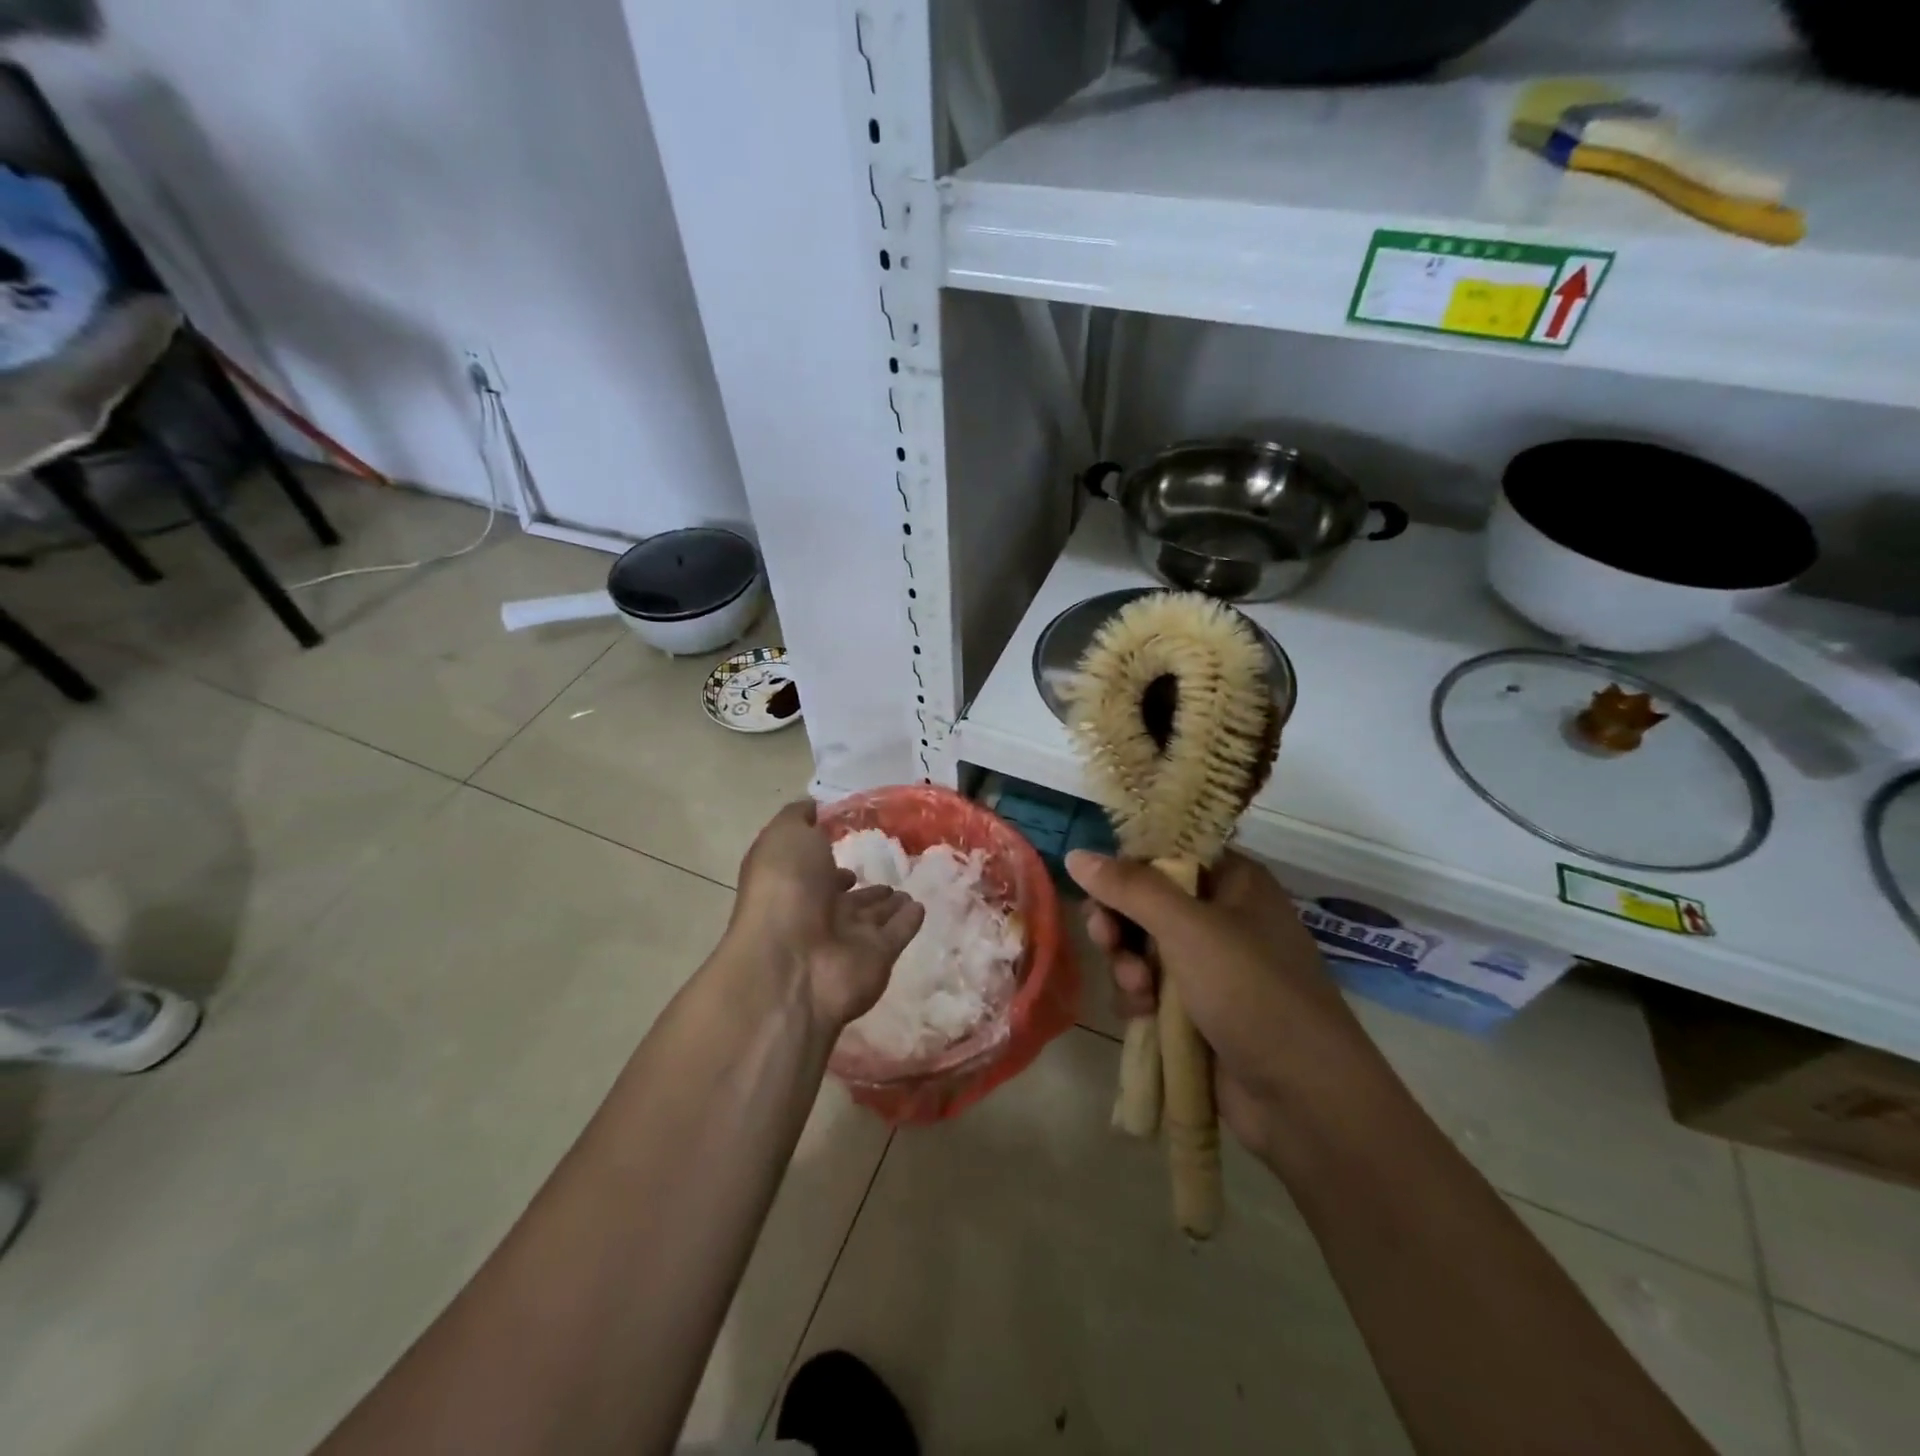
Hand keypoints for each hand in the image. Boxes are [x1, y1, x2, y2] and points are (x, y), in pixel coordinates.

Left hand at [730, 801, 924, 1030]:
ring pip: (872, 918)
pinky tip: (921, 907)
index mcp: (793, 884)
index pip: (813, 871)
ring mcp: (848, 939)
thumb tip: (812, 806)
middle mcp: (818, 912)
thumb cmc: (785, 890)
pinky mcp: (878, 958)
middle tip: (887, 874)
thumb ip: (798, 818)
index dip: (826, 859)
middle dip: (864, 888)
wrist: (793, 962)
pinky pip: (897, 935)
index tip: (845, 845)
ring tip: (907, 891)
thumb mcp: (785, 837)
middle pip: (846, 899)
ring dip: (888, 904)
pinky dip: (908, 922)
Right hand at [1068, 849, 1378, 1156]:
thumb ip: (1130, 888)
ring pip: (1141, 946)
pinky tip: (1142, 1015)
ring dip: (1126, 964)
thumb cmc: (1253, 993)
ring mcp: (1209, 965)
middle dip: (1120, 922)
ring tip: (1137, 990)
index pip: (1166, 852)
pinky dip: (1138, 996)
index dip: (1127, 865)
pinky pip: (1148, 986)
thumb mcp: (1189, 929)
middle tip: (1105, 938)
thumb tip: (1076, 854)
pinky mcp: (1196, 1008)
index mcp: (1234, 881)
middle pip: (1145, 900)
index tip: (1097, 884)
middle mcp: (1222, 915)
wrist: (1303, 1099)